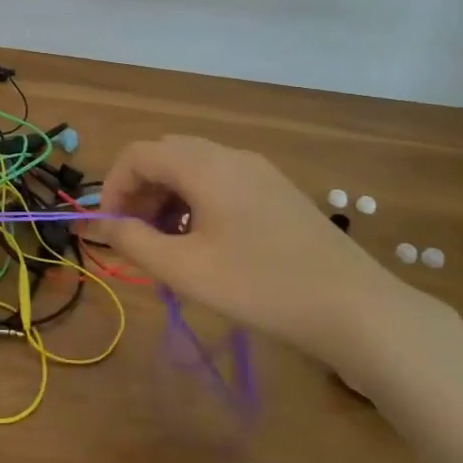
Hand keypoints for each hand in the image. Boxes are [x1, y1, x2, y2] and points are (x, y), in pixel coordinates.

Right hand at [101, 135, 436, 368]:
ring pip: (193, 169)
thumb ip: (135, 242)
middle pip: (165, 156)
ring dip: (167, 198)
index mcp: (204, 165)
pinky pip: (221, 182)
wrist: (356, 309)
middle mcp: (230, 156)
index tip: (111, 229)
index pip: (138, 154)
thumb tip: (106, 225)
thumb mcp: (186, 270)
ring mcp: (259, 171)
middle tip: (136, 237)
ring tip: (168, 246)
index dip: (113, 187)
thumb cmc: (261, 286)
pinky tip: (206, 244)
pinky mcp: (277, 192)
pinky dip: (196, 202)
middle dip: (140, 192)